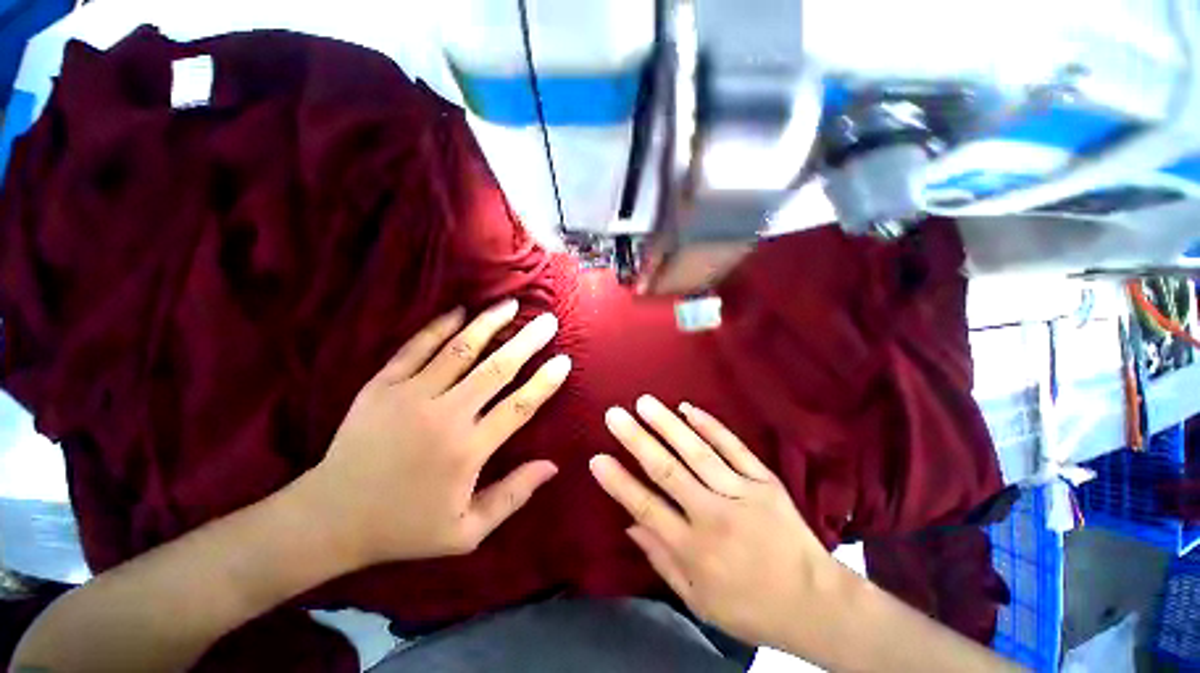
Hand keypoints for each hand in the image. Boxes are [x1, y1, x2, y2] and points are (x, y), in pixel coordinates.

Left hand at [295, 299, 568, 568]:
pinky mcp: (381, 386)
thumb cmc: (405, 527)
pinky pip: (415, 348)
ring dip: (489, 324)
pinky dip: (439, 327)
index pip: (519, 407)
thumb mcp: (466, 532)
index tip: (564, 361)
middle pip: (496, 369)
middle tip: (548, 321)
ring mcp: (409, 396)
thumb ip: (512, 496)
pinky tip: (460, 311)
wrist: (330, 519)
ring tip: (511, 305)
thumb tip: (552, 466)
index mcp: (467, 451)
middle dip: (527, 341)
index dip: (545, 382)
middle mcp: (444, 416)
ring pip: (459, 350)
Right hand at [589, 396, 843, 649]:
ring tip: (644, 403)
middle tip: (614, 415)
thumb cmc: (751, 607)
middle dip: (636, 440)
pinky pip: (734, 448)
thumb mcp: (699, 600)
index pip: (647, 507)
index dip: (619, 482)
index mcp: (694, 549)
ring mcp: (741, 493)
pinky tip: (689, 409)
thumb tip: (630, 525)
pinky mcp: (764, 481)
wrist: (816, 604)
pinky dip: (711, 427)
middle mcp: (713, 516)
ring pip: (697, 452)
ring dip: (668, 425)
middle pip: (667, 471)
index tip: (597, 458)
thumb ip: (661, 560)